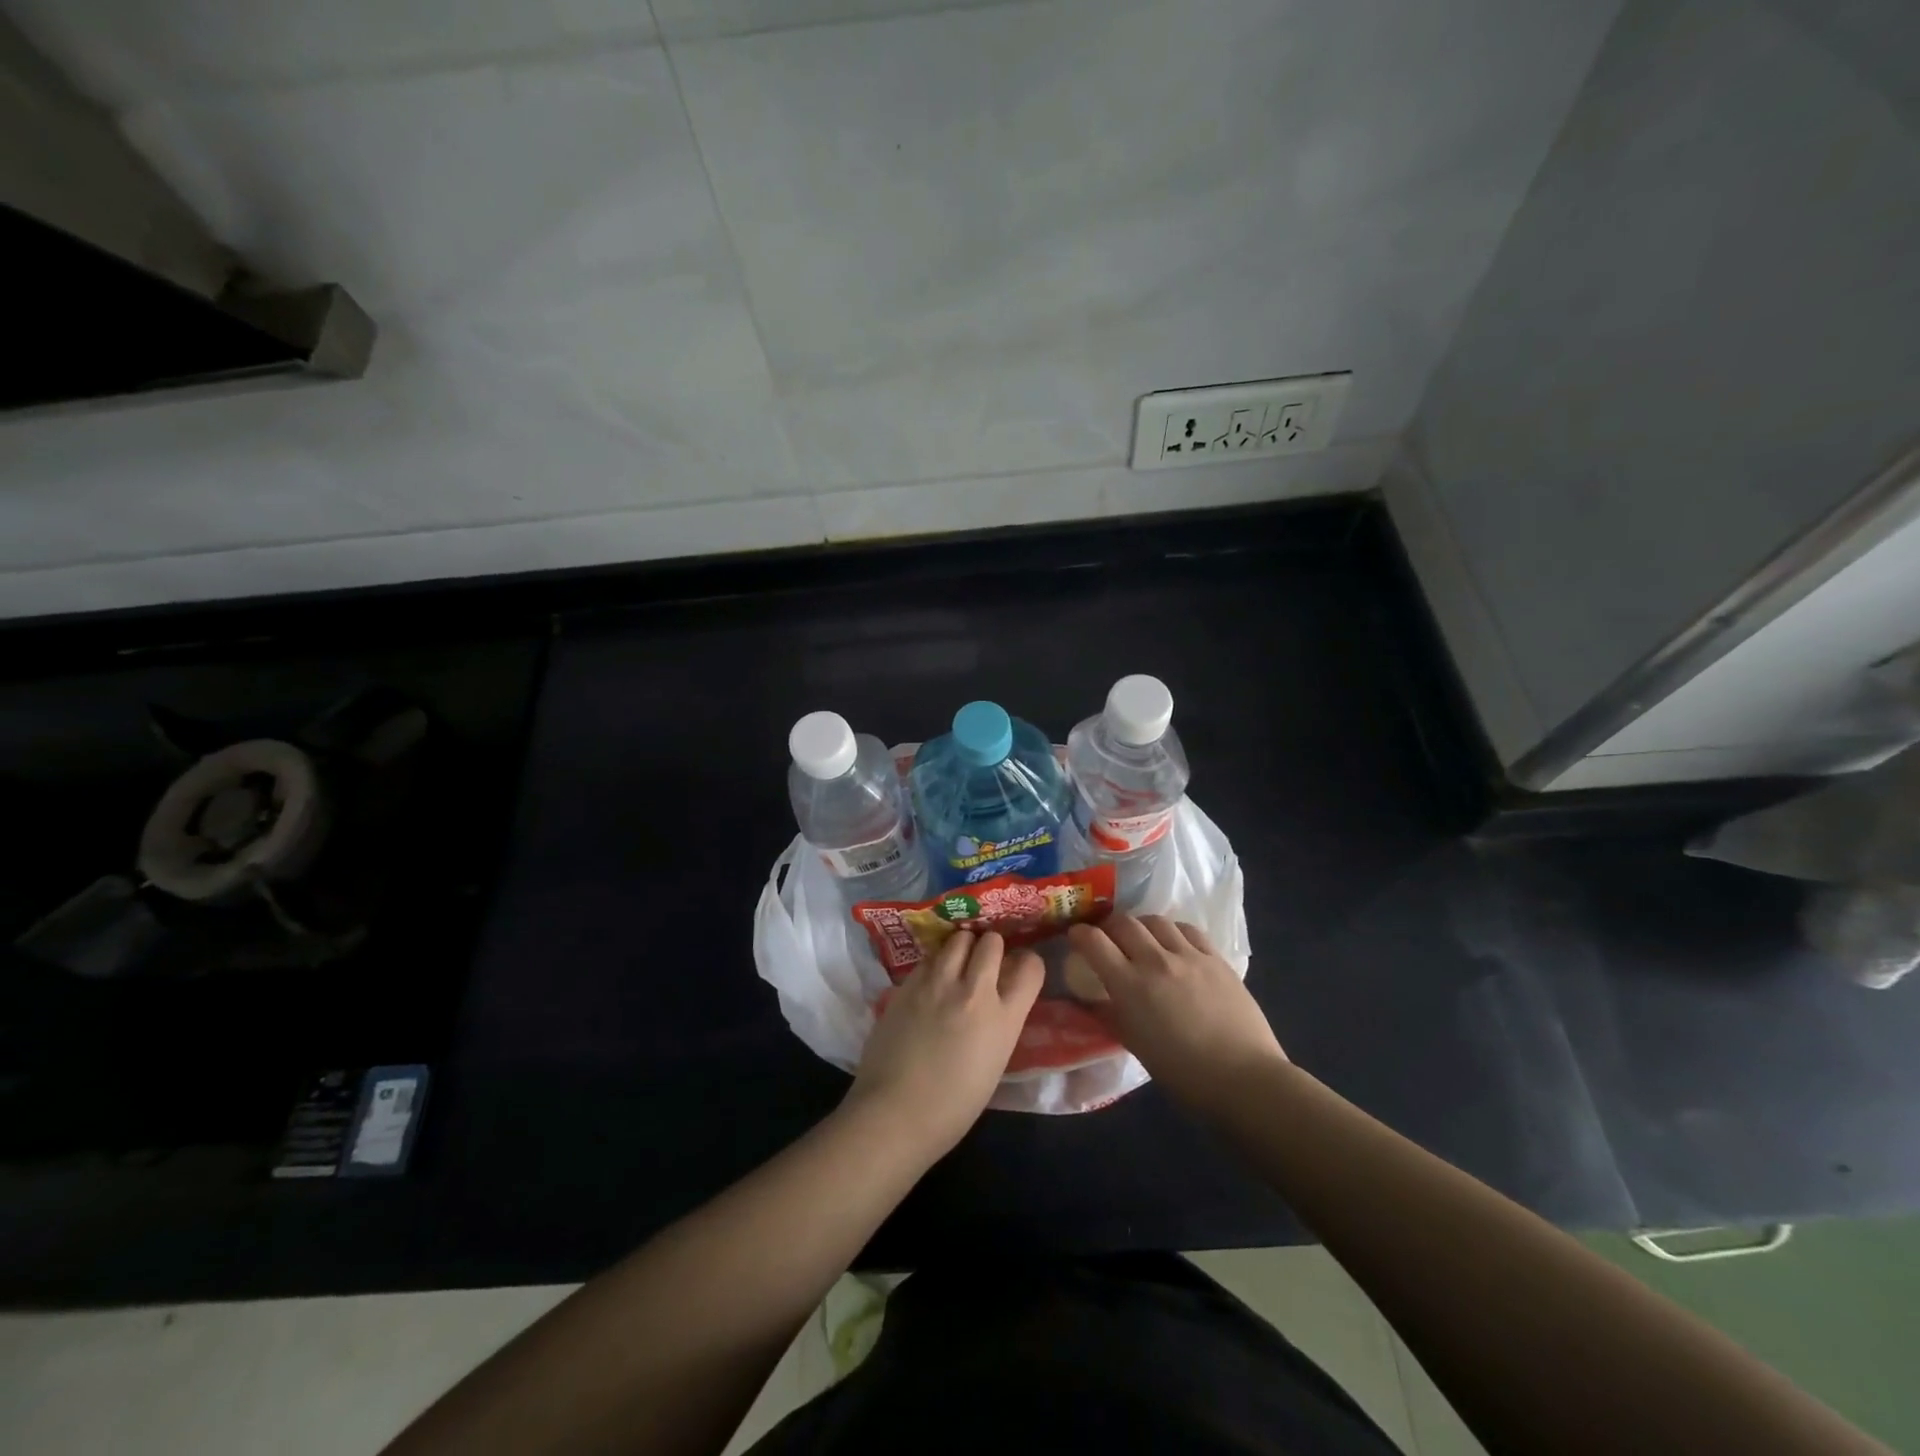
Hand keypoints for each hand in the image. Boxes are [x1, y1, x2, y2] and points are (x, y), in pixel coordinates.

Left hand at [844, 930, 1043, 1159]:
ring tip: (958, 963)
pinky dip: (935, 962)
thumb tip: (996, 1002)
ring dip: (963, 947)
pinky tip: (931, 980)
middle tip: (984, 963)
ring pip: (959, 939)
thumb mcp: (994, 1063)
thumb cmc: (952, 1107)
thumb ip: (1000, 1023)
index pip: (1031, 967)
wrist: (895, 1113)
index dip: (1027, 964)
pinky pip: (929, 956)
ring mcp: (938, 983)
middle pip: (992, 942)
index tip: (1019, 970)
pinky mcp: (908, 983)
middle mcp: (974, 991)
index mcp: (1004, 1019)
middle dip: (991, 948)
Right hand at [1066, 913, 1284, 1111]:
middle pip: (1123, 923)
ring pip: (1155, 920)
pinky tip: (1173, 943)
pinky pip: (1187, 930)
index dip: (1079, 935)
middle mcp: (1156, 961)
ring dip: (1140, 925)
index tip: (1075, 938)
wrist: (1245, 1079)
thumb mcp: (1136, 1046)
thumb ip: (1110, 1016)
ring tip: (1141, 939)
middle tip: (1106, 939)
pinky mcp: (1216, 958)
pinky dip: (1172, 931)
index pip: (1094, 942)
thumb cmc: (1184, 1074)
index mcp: (1131, 986)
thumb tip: (1091, 1000)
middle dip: (1108, 927)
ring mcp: (1189, 956)